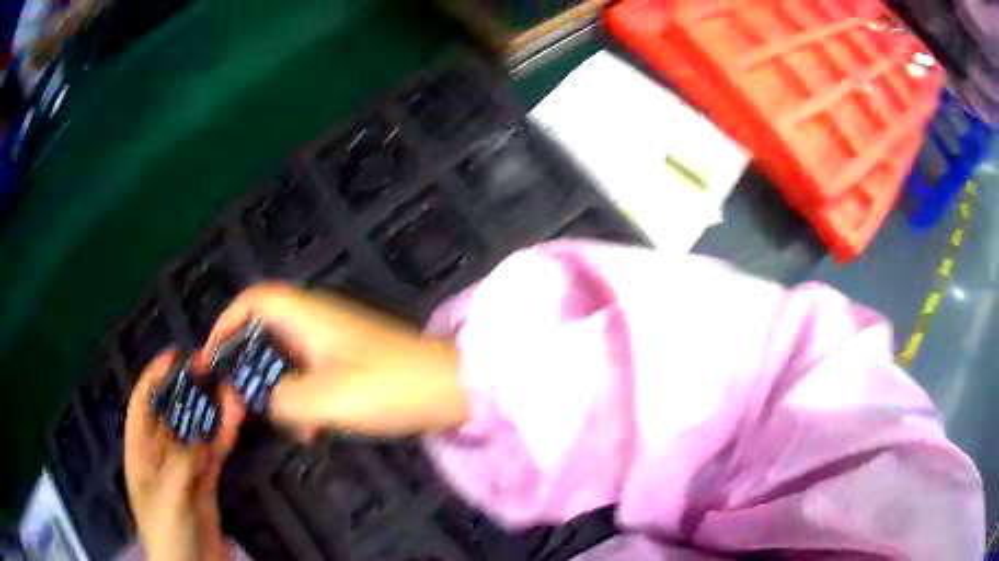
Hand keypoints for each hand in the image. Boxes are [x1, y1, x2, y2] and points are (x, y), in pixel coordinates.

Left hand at [124, 350, 243, 560]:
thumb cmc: (166, 532)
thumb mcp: (168, 496)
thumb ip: (182, 463)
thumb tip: (202, 440)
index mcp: (140, 452)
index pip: (142, 405)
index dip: (155, 377)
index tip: (174, 356)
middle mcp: (160, 455)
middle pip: (172, 413)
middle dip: (187, 389)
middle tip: (209, 367)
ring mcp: (185, 469)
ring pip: (197, 431)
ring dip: (211, 410)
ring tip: (228, 386)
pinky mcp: (206, 483)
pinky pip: (214, 453)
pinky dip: (224, 435)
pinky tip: (235, 416)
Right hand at [201, 283, 467, 441]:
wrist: (450, 390)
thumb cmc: (387, 386)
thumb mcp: (324, 399)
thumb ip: (280, 399)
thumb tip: (257, 399)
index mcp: (306, 314)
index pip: (252, 301)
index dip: (225, 325)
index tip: (212, 361)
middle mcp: (316, 320)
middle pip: (264, 334)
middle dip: (251, 370)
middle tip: (246, 405)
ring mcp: (335, 341)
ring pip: (287, 362)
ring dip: (281, 393)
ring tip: (294, 429)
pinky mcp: (350, 361)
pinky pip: (311, 376)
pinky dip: (305, 401)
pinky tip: (315, 432)